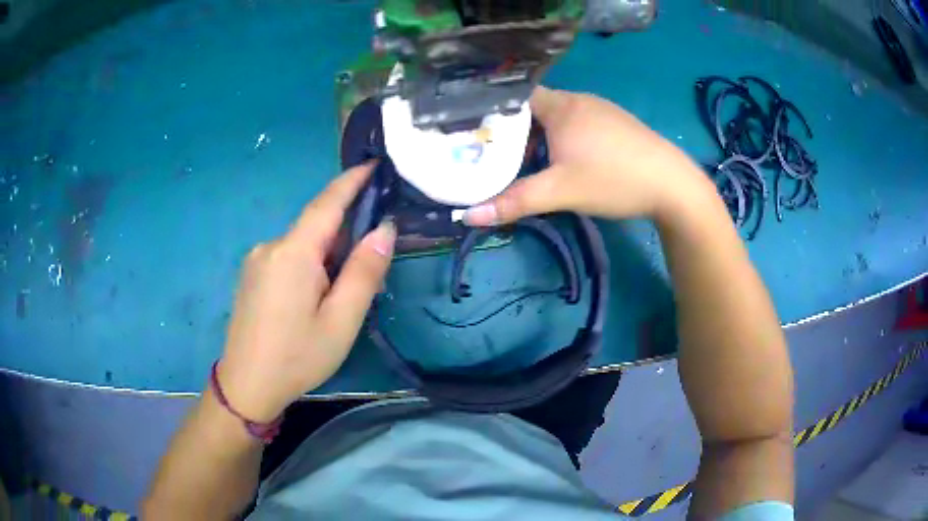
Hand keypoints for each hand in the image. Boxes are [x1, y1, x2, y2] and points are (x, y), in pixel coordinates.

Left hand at [216, 163, 395, 422]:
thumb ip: (364, 271)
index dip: (351, 181)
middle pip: (315, 227)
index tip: (372, 164)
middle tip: (370, 267)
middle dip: (345, 236)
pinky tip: (314, 298)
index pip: (327, 203)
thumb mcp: (341, 320)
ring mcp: (256, 260)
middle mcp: (271, 246)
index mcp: (293, 253)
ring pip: (302, 244)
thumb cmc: (297, 357)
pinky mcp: (251, 274)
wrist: (246, 385)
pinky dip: (309, 265)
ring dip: (327, 256)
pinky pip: (287, 257)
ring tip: (341, 295)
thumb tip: (385, 229)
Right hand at [464, 86, 712, 224]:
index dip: (495, 113)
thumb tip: (470, 216)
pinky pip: (580, 123)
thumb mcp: (560, 192)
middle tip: (499, 154)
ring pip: (560, 116)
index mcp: (561, 106)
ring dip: (543, 134)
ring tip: (529, 160)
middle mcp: (580, 99)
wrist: (674, 186)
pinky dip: (566, 137)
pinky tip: (569, 159)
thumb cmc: (614, 180)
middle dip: (517, 129)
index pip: (516, 97)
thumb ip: (515, 202)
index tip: (479, 136)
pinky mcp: (618, 124)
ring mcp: (602, 110)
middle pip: (537, 107)